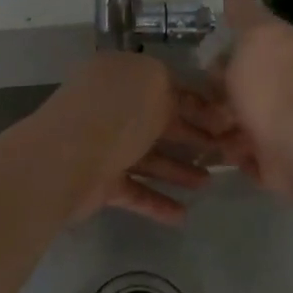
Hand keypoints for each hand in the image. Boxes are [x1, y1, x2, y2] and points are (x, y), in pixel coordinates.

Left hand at [41, 52, 235, 225]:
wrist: (65, 159)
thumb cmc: (116, 114)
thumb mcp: (155, 85)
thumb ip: (176, 91)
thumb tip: (189, 102)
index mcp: (122, 76)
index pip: (166, 86)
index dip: (198, 104)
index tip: (227, 122)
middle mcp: (111, 109)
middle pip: (158, 124)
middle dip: (192, 138)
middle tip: (226, 153)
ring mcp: (103, 146)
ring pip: (148, 158)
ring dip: (178, 171)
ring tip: (207, 184)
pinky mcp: (99, 182)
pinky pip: (134, 191)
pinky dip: (157, 202)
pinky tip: (182, 215)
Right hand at [211, 0, 292, 198]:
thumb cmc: (271, 86)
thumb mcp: (256, 35)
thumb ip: (244, 14)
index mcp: (283, 50)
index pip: (249, 43)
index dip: (222, 49)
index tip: (200, 59)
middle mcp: (284, 83)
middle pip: (240, 82)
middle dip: (214, 91)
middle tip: (192, 99)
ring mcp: (280, 121)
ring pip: (238, 118)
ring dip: (217, 123)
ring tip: (200, 128)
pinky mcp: (274, 156)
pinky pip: (242, 150)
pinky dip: (230, 150)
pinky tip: (217, 148)